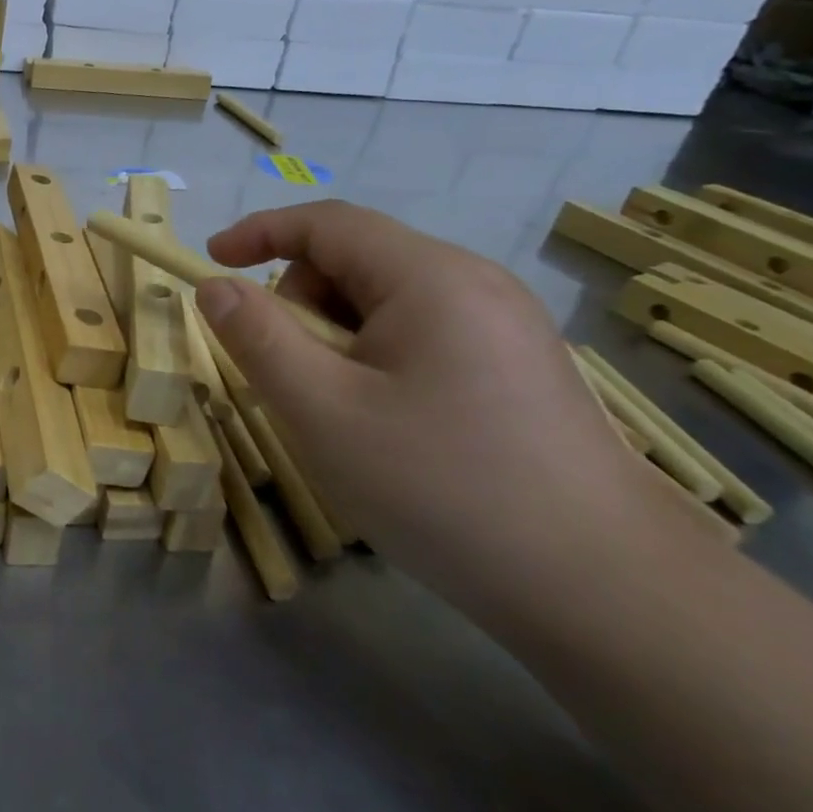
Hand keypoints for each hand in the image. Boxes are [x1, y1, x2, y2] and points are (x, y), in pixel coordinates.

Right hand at [195, 201, 668, 611]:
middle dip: (302, 304)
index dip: (259, 231)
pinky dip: (377, 359)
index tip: (210, 262)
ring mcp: (504, 325)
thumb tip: (215, 286)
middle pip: (356, 261)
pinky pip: (421, 334)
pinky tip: (390, 425)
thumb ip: (258, 338)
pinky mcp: (517, 365)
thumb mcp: (323, 411)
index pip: (326, 222)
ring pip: (386, 302)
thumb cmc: (442, 487)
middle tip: (294, 378)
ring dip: (338, 338)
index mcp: (430, 277)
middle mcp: (474, 283)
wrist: (603, 589)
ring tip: (344, 413)